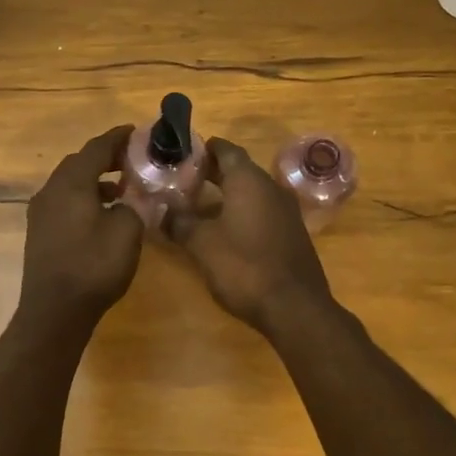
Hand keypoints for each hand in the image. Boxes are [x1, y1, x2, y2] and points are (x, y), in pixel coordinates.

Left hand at [18, 125, 143, 328]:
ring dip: (95, 179)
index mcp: (70, 184)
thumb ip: (134, 204)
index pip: (96, 148)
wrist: (54, 312)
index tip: (137, 131)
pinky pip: (64, 202)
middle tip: (133, 159)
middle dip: (106, 157)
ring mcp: (41, 212)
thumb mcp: (127, 231)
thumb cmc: (93, 267)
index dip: (117, 137)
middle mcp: (50, 191)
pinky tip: (103, 214)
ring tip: (122, 187)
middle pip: (79, 162)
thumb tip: (134, 195)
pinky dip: (85, 197)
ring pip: (70, 183)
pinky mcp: (40, 232)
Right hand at [167, 137, 333, 332]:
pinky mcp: (290, 233)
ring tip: (196, 205)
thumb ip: (179, 222)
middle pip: (238, 170)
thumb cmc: (244, 267)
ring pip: (250, 192)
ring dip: (225, 195)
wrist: (294, 307)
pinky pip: (261, 212)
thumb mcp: (202, 244)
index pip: (225, 149)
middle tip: (181, 179)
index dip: (202, 149)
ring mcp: (285, 211)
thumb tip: (162, 210)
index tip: (180, 153)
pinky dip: (240, 212)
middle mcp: (271, 188)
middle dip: (210, 173)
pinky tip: (222, 229)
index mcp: (249, 181)